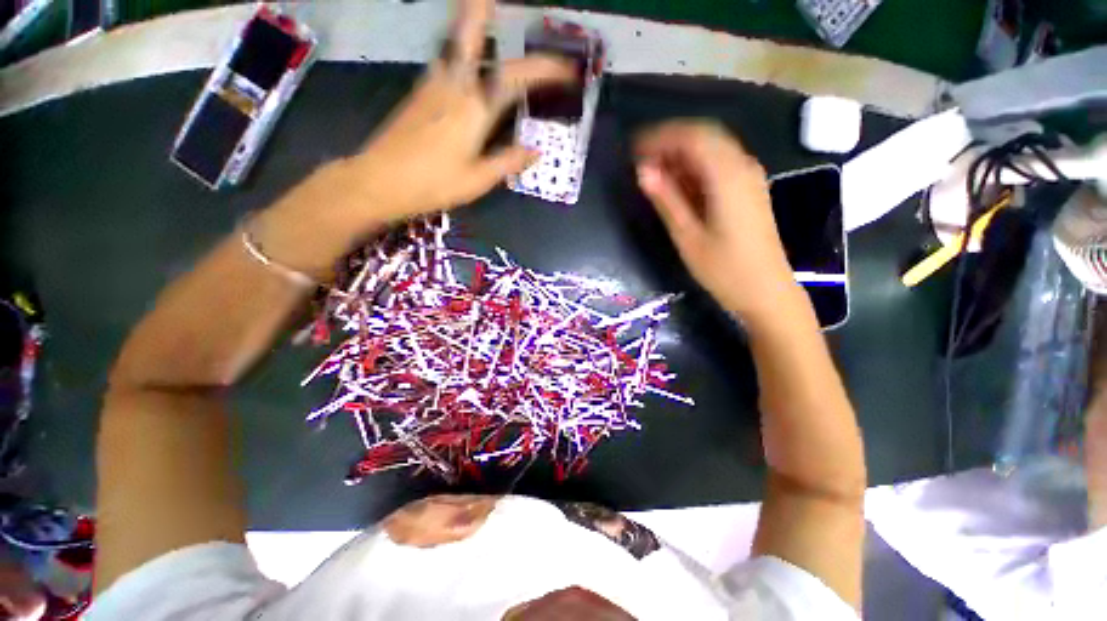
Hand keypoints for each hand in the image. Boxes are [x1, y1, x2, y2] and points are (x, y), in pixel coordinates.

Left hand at [339, 0, 573, 221]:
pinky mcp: (417, 94)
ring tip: (480, 13)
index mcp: (474, 109)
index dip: (544, 69)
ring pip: (452, 44)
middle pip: (468, 36)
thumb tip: (535, 151)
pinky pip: (442, 63)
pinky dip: (455, 52)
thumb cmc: (434, 184)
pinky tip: (459, 60)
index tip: (567, 69)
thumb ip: (508, 162)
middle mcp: (452, 86)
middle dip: (481, 10)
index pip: (515, 78)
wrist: (380, 181)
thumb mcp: (478, 180)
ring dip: (466, 25)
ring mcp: (431, 86)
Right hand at [634, 120, 799, 322]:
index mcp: (727, 176)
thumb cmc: (723, 269)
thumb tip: (643, 171)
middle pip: (704, 136)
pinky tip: (679, 183)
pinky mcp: (750, 190)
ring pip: (713, 149)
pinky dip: (696, 167)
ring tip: (655, 172)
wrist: (766, 292)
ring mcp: (750, 177)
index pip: (692, 137)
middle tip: (641, 160)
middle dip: (670, 142)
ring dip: (682, 154)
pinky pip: (720, 165)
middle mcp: (743, 167)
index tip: (633, 149)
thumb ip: (666, 200)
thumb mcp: (687, 236)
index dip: (660, 137)